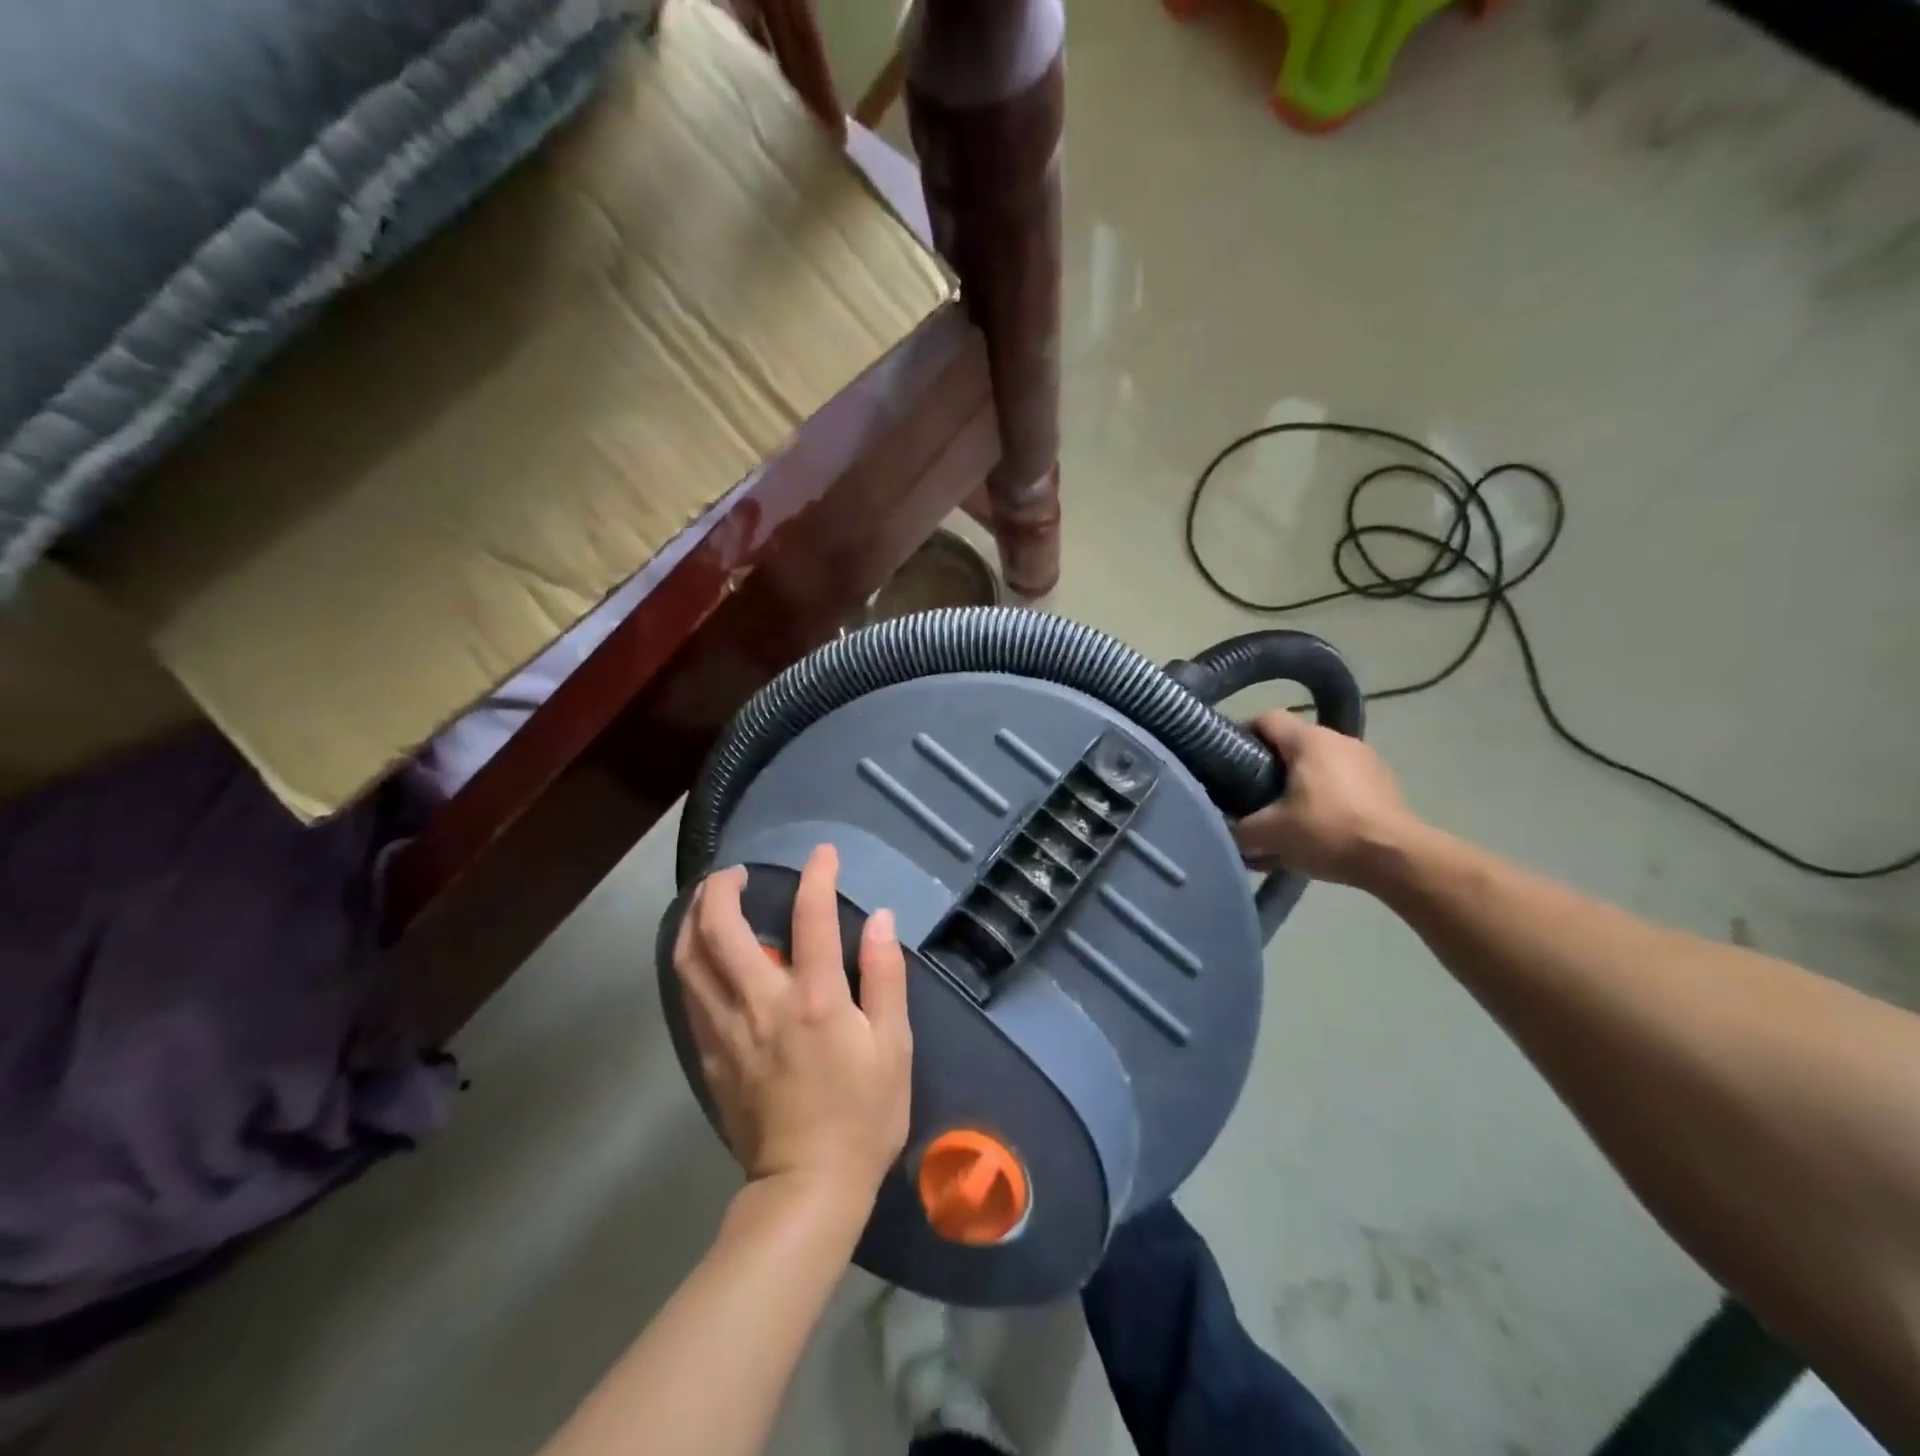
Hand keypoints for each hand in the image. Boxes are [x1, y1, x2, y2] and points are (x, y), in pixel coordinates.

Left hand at [674, 846, 912, 1208]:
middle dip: (723, 887)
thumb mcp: (894, 1046)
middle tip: (736, 872)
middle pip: (722, 929)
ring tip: (708, 900)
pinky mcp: (709, 1054)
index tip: (823, 853)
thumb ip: (885, 976)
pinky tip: (700, 953)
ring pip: (689, 959)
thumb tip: (880, 918)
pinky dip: (689, 960)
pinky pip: (688, 994)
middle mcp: (762, 1003)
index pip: (811, 916)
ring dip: (693, 918)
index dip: (817, 875)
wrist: (807, 1189)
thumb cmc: (862, 1116)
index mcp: (815, 999)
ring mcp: (727, 1029)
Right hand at [1232, 712, 1421, 888]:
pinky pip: (1342, 783)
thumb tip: (1227, 830)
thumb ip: (1239, 829)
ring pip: (1318, 764)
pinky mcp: (1385, 785)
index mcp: (1309, 740)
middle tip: (1252, 796)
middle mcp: (1339, 740)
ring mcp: (1367, 761)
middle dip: (1269, 767)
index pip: (1265, 719)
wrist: (1398, 860)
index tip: (1227, 762)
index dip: (1241, 735)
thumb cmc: (1328, 832)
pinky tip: (1319, 827)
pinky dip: (1326, 798)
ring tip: (1286, 816)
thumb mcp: (1269, 834)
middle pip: (1292, 743)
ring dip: (1299, 784)